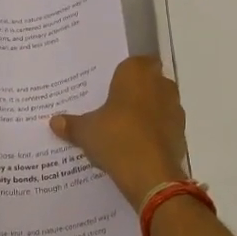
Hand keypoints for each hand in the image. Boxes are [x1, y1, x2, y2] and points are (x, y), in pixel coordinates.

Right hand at [50, 57, 189, 210]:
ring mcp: (174, 108)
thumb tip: (54, 122)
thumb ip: (72, 124)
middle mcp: (160, 84)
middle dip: (135, 92)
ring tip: (125, 128)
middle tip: (114, 106)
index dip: (123, 74)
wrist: (150, 173)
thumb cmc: (115, 137)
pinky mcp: (181, 132)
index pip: (134, 62)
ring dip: (147, 112)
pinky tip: (138, 146)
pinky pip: (165, 125)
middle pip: (149, 81)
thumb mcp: (86, 131)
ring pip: (159, 103)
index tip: (109, 87)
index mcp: (136, 73)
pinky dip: (155, 132)